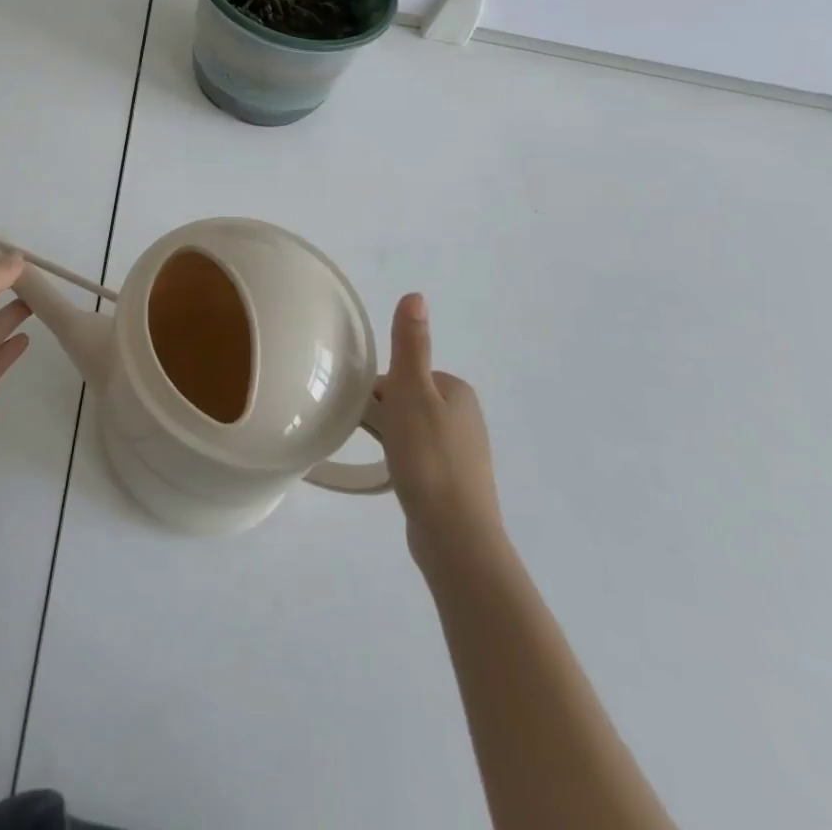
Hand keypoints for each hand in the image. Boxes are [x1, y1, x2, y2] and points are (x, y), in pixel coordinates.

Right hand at [374, 294, 504, 567]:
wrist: (455, 537)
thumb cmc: (429, 456)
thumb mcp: (412, 392)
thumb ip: (411, 345)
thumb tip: (416, 294)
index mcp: (457, 390)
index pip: (402, 375)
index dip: (378, 391)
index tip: (365, 412)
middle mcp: (466, 417)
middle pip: (406, 401)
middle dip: (383, 415)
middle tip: (370, 437)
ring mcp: (462, 453)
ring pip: (411, 431)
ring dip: (392, 440)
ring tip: (381, 460)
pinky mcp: (454, 484)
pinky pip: (418, 458)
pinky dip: (403, 462)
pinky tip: (395, 478)